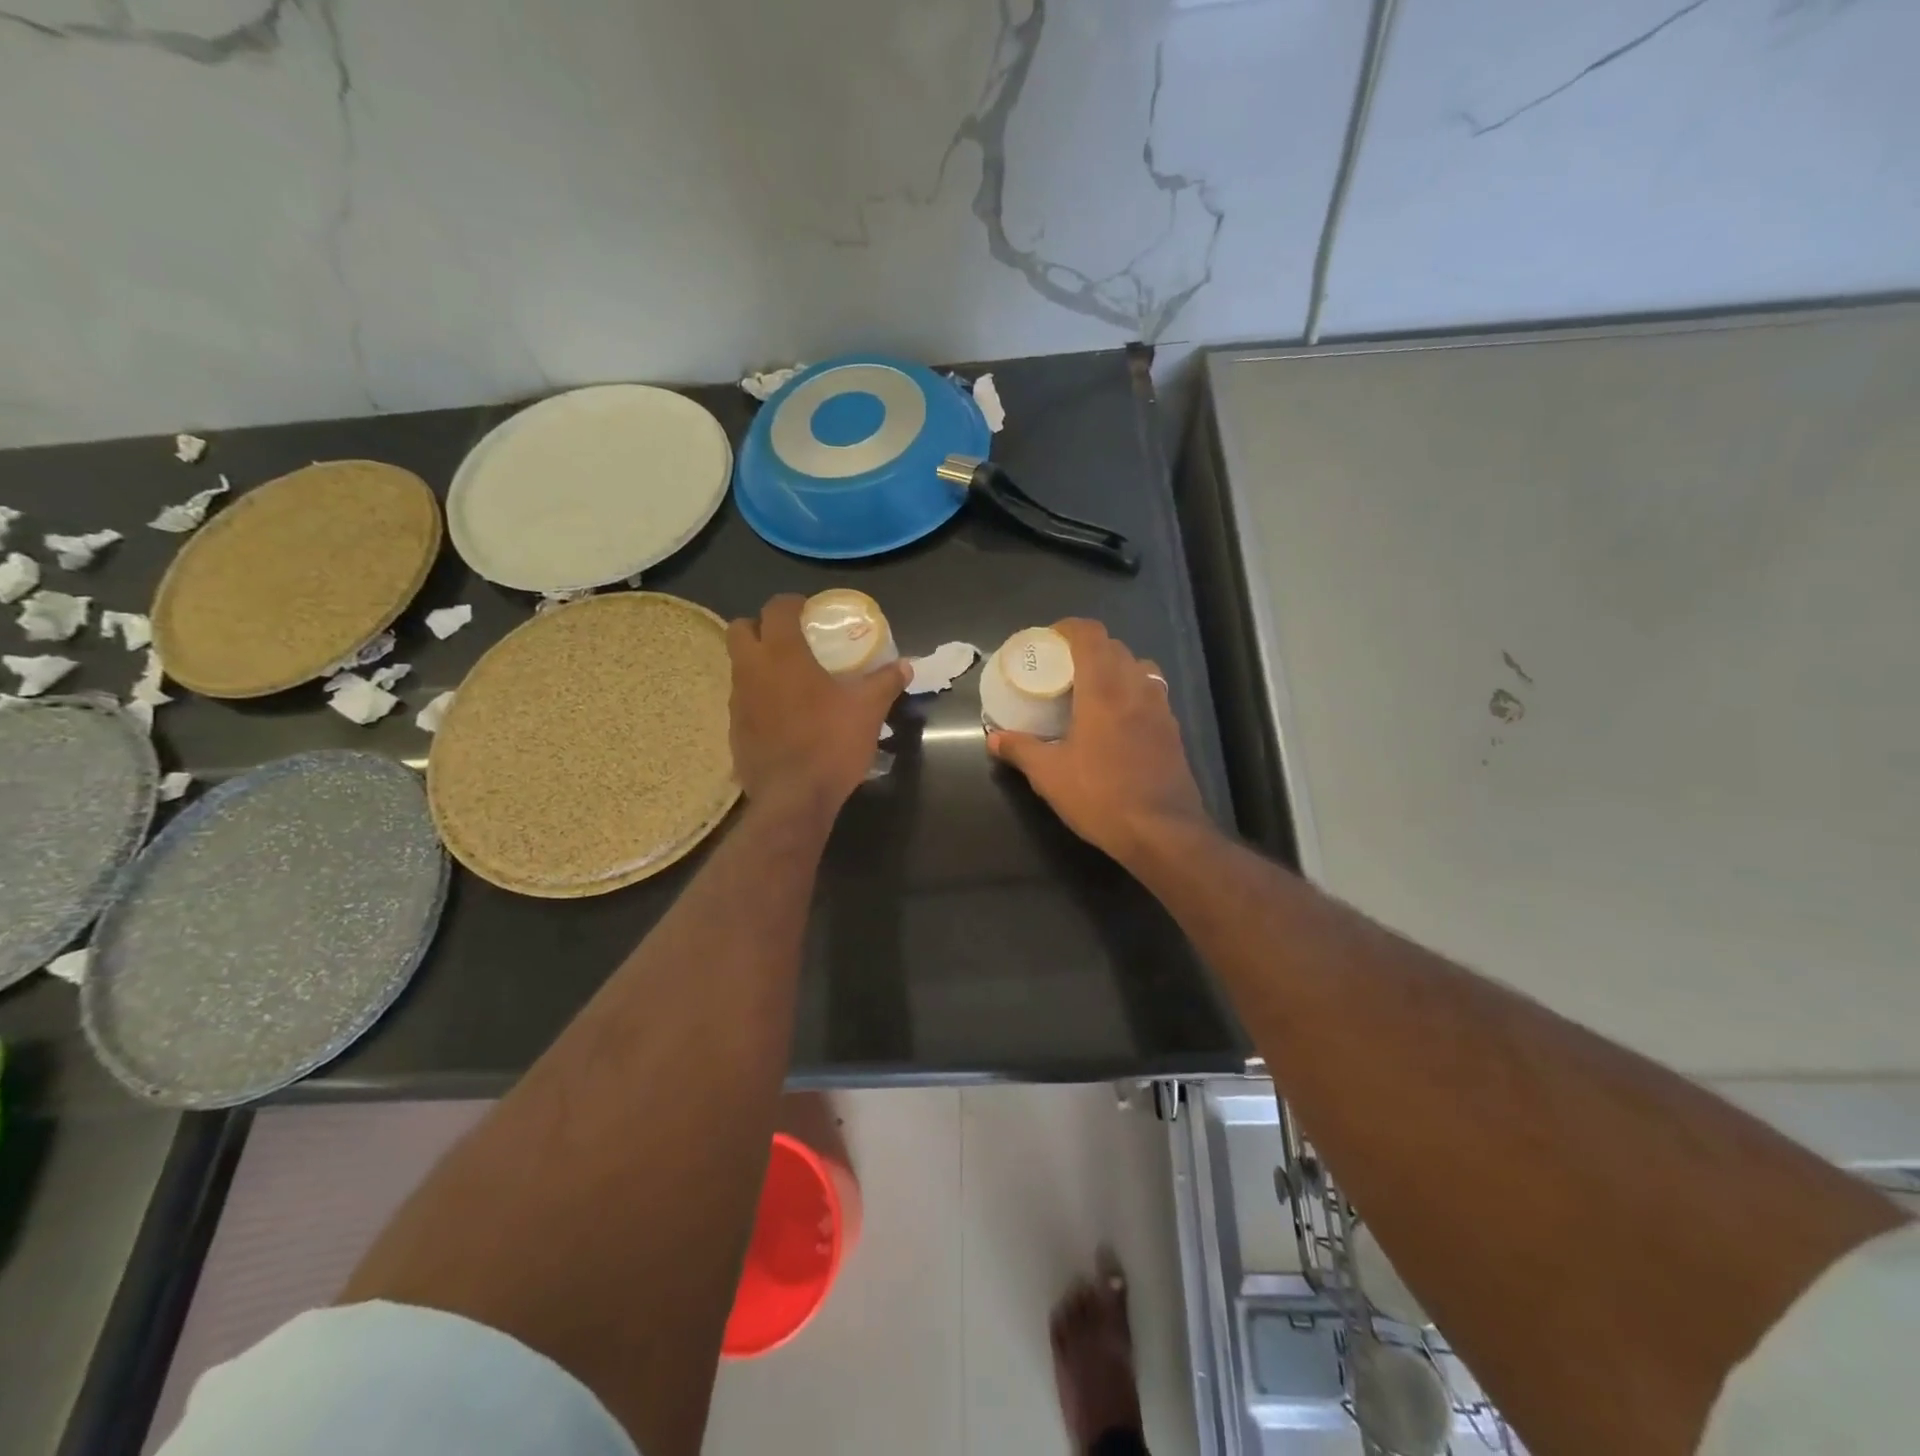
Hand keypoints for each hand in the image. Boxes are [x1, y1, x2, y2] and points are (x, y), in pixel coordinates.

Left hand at [727, 594, 907, 818]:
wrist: (793, 799)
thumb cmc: (831, 744)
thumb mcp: (868, 710)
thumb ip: (885, 682)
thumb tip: (906, 666)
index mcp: (782, 654)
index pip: (775, 608)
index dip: (791, 603)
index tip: (809, 611)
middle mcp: (751, 670)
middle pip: (740, 629)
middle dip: (761, 627)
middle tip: (790, 641)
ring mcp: (738, 702)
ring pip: (739, 667)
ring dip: (759, 664)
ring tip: (790, 681)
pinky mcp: (734, 731)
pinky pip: (743, 702)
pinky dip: (759, 699)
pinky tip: (783, 718)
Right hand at [988, 619, 1209, 865]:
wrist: (1162, 832)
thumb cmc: (1101, 797)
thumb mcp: (1049, 775)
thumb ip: (1020, 750)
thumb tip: (993, 738)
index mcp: (1104, 689)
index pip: (1091, 635)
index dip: (1069, 628)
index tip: (1050, 639)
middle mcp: (1136, 688)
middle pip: (1115, 648)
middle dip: (1089, 649)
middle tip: (1064, 669)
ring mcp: (1161, 708)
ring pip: (1140, 668)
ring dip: (1116, 668)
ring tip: (1094, 691)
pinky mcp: (1173, 730)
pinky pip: (1152, 694)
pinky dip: (1133, 693)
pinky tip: (1118, 722)